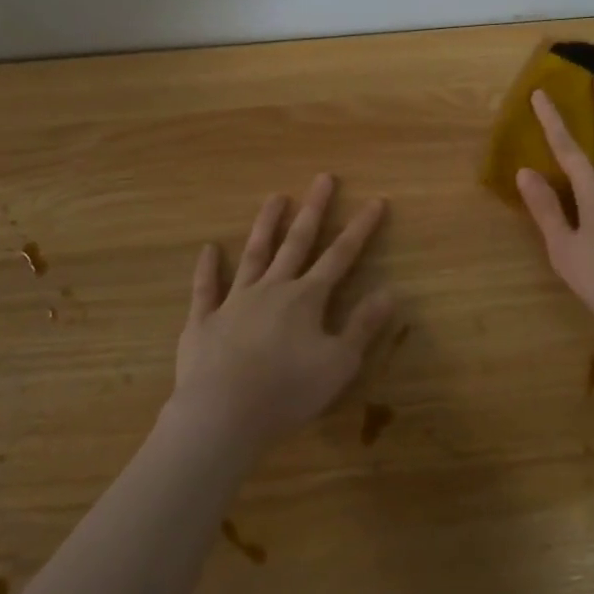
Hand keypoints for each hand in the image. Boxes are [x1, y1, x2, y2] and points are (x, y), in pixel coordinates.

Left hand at [170, 174, 393, 449]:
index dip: (360, 228)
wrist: (222, 415)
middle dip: (314, 210)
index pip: (340, 256)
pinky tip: (208, 249)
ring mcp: (235, 301)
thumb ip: (363, 326)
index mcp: (307, 299)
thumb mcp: (339, 363)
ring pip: (254, 254)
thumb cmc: (287, 392)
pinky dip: (207, 268)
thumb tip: (389, 292)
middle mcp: (272, 289)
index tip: (375, 201)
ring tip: (275, 197)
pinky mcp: (203, 322)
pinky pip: (206, 289)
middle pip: (297, 242)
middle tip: (323, 178)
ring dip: (266, 225)